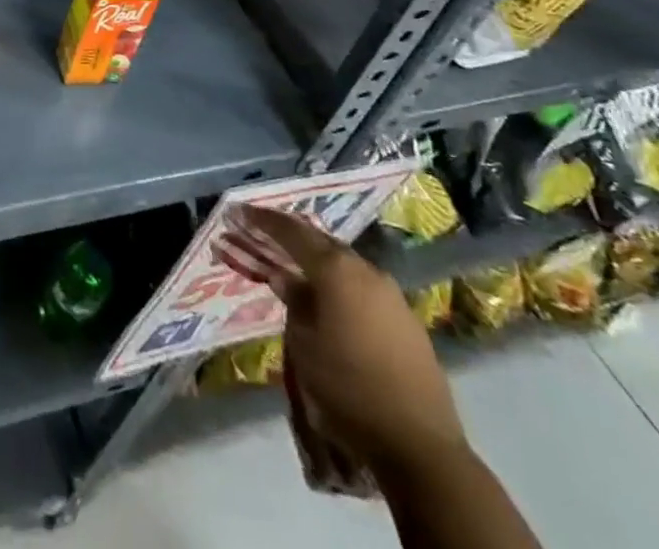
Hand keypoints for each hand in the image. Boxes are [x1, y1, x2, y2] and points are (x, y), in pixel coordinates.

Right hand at [217, 203, 465, 475]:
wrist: (420, 446)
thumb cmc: (348, 389)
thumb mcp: (303, 345)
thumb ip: (293, 302)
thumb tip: (285, 278)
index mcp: (336, 269)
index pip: (291, 232)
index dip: (262, 220)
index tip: (239, 212)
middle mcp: (365, 270)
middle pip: (321, 242)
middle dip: (291, 238)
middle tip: (264, 236)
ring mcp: (392, 295)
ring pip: (345, 265)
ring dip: (318, 263)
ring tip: (295, 268)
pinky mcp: (408, 321)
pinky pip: (364, 289)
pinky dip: (341, 286)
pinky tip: (331, 302)